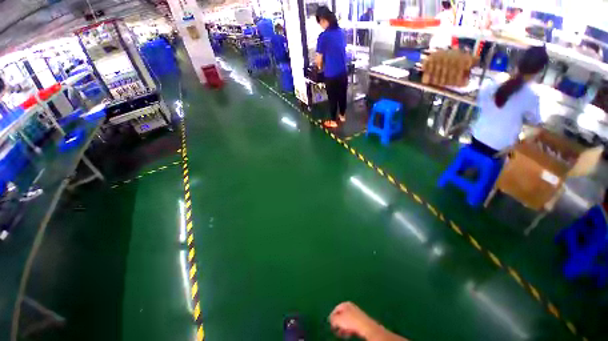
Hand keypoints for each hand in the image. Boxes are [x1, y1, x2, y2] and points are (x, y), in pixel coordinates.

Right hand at [329, 302, 380, 338]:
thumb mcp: (339, 319)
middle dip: (338, 322)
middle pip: (342, 315)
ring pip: (346, 321)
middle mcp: (351, 307)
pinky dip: (348, 329)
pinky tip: (346, 334)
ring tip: (340, 333)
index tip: (330, 323)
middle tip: (334, 329)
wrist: (365, 326)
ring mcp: (356, 314)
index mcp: (345, 304)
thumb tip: (330, 319)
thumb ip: (333, 318)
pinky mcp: (360, 321)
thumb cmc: (351, 320)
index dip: (332, 316)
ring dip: (342, 327)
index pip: (336, 309)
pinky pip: (351, 325)